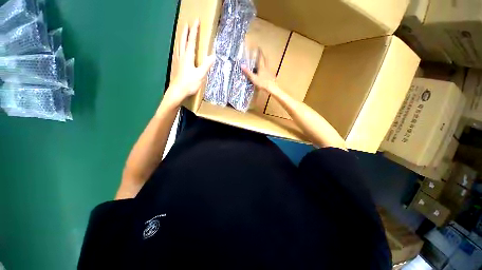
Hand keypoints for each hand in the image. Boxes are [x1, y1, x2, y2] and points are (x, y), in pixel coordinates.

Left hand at [164, 19, 215, 106]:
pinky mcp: (176, 65)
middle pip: (183, 40)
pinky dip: (179, 46)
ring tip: (183, 33)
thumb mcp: (200, 75)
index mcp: (188, 57)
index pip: (192, 41)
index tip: (196, 21)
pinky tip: (179, 48)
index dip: (194, 31)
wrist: (177, 91)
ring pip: (179, 45)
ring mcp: (177, 60)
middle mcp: (181, 56)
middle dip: (186, 31)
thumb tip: (213, 56)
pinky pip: (177, 51)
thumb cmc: (189, 83)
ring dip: (181, 37)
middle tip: (187, 23)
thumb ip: (206, 65)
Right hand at [241, 50, 280, 95]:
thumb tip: (241, 65)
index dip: (259, 52)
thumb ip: (248, 72)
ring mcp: (269, 72)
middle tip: (262, 52)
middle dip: (263, 56)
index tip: (259, 47)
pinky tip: (266, 72)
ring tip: (264, 61)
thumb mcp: (253, 78)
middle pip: (265, 60)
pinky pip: (268, 71)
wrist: (272, 88)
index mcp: (261, 67)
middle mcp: (266, 68)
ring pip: (267, 65)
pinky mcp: (271, 76)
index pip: (260, 58)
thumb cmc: (262, 83)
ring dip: (265, 62)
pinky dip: (267, 69)